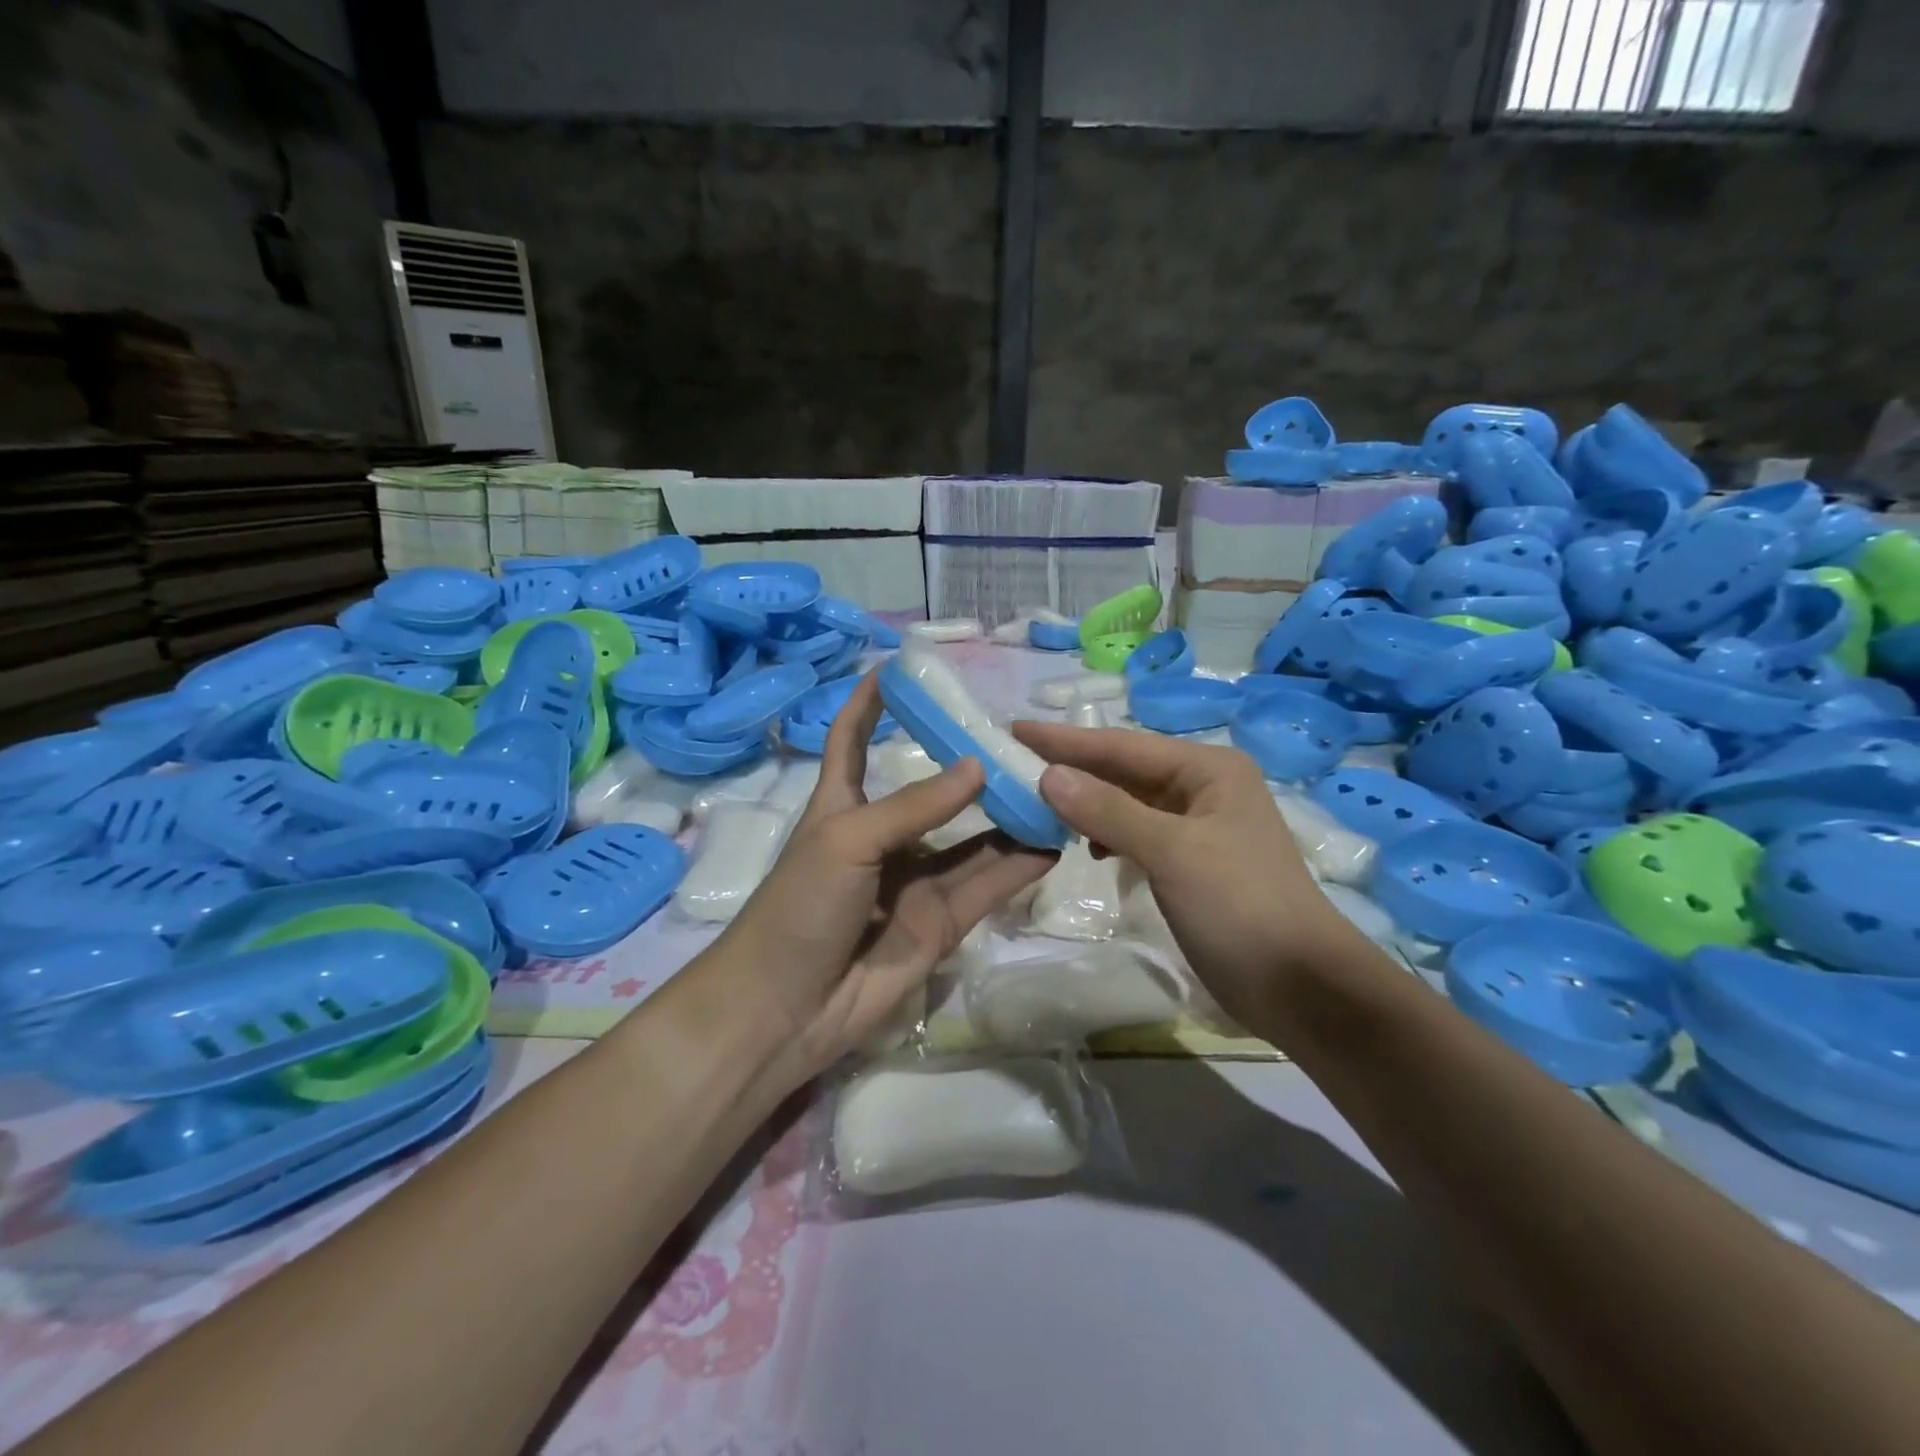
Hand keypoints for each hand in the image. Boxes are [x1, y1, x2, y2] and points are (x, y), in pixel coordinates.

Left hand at [717, 674, 1055, 1081]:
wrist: (788, 1009)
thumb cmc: (799, 906)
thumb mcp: (848, 838)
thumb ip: (916, 805)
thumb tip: (978, 765)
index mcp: (843, 806)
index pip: (852, 740)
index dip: (870, 704)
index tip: (899, 667)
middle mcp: (884, 837)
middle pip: (933, 790)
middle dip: (969, 765)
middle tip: (1018, 737)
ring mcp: (915, 881)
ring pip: (972, 840)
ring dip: (1008, 815)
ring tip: (1052, 785)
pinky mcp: (942, 922)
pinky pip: (987, 884)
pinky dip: (1019, 865)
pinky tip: (1053, 840)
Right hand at [1012, 721, 1349, 1029]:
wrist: (1301, 987)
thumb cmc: (1240, 906)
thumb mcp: (1172, 852)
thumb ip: (1108, 810)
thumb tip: (1048, 775)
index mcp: (1208, 769)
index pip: (1122, 745)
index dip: (1065, 740)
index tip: (1014, 730)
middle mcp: (1204, 787)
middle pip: (1124, 770)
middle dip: (1072, 768)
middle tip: (1014, 764)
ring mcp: (1199, 826)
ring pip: (1129, 802)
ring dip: (1087, 803)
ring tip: (1038, 804)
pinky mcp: (1192, 862)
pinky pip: (1137, 833)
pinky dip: (1107, 834)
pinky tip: (1085, 847)